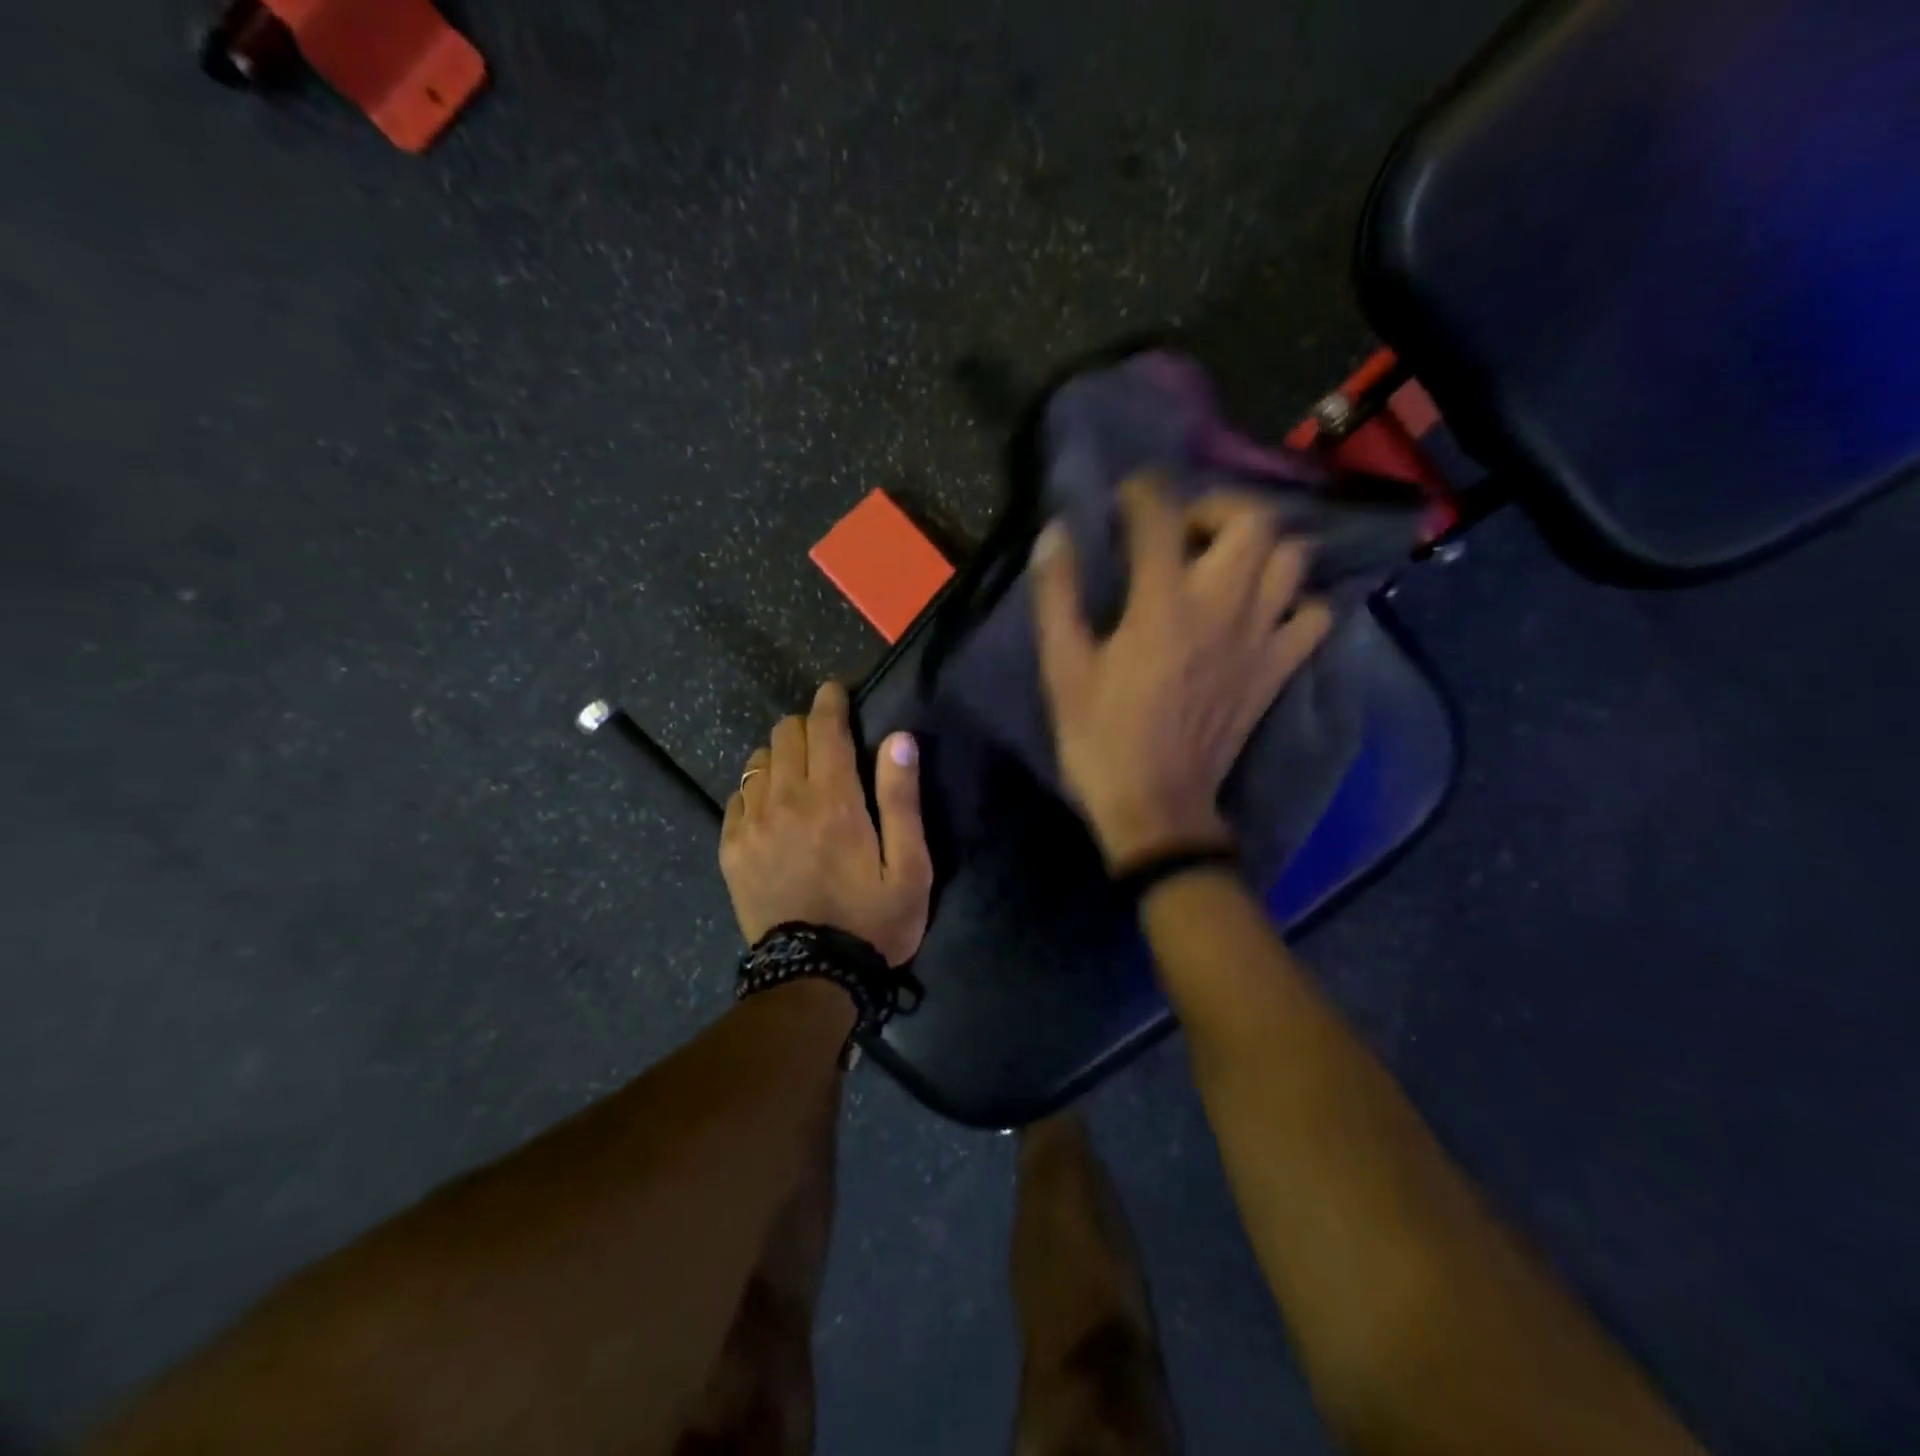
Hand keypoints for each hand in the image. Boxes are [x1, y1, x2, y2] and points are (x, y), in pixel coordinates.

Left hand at [720, 681, 933, 965]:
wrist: (813, 978)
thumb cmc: (873, 921)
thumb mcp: (910, 867)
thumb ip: (901, 799)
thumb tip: (899, 739)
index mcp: (834, 801)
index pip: (825, 728)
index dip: (831, 701)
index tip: (837, 692)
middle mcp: (786, 801)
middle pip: (785, 734)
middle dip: (808, 725)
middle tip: (828, 741)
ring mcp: (751, 824)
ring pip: (758, 760)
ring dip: (781, 754)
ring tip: (800, 774)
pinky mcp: (731, 848)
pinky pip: (738, 794)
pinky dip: (757, 787)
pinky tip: (774, 806)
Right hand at [1032, 477, 1333, 868]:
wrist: (1158, 808)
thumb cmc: (1101, 739)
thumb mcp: (1062, 670)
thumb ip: (1057, 596)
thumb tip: (1055, 533)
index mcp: (1162, 605)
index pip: (1163, 516)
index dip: (1144, 491)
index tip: (1127, 495)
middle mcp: (1222, 608)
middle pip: (1252, 520)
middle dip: (1217, 506)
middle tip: (1183, 530)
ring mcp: (1260, 638)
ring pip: (1292, 558)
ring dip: (1260, 545)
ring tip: (1223, 562)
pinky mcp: (1278, 669)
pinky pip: (1313, 615)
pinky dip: (1295, 600)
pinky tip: (1262, 610)